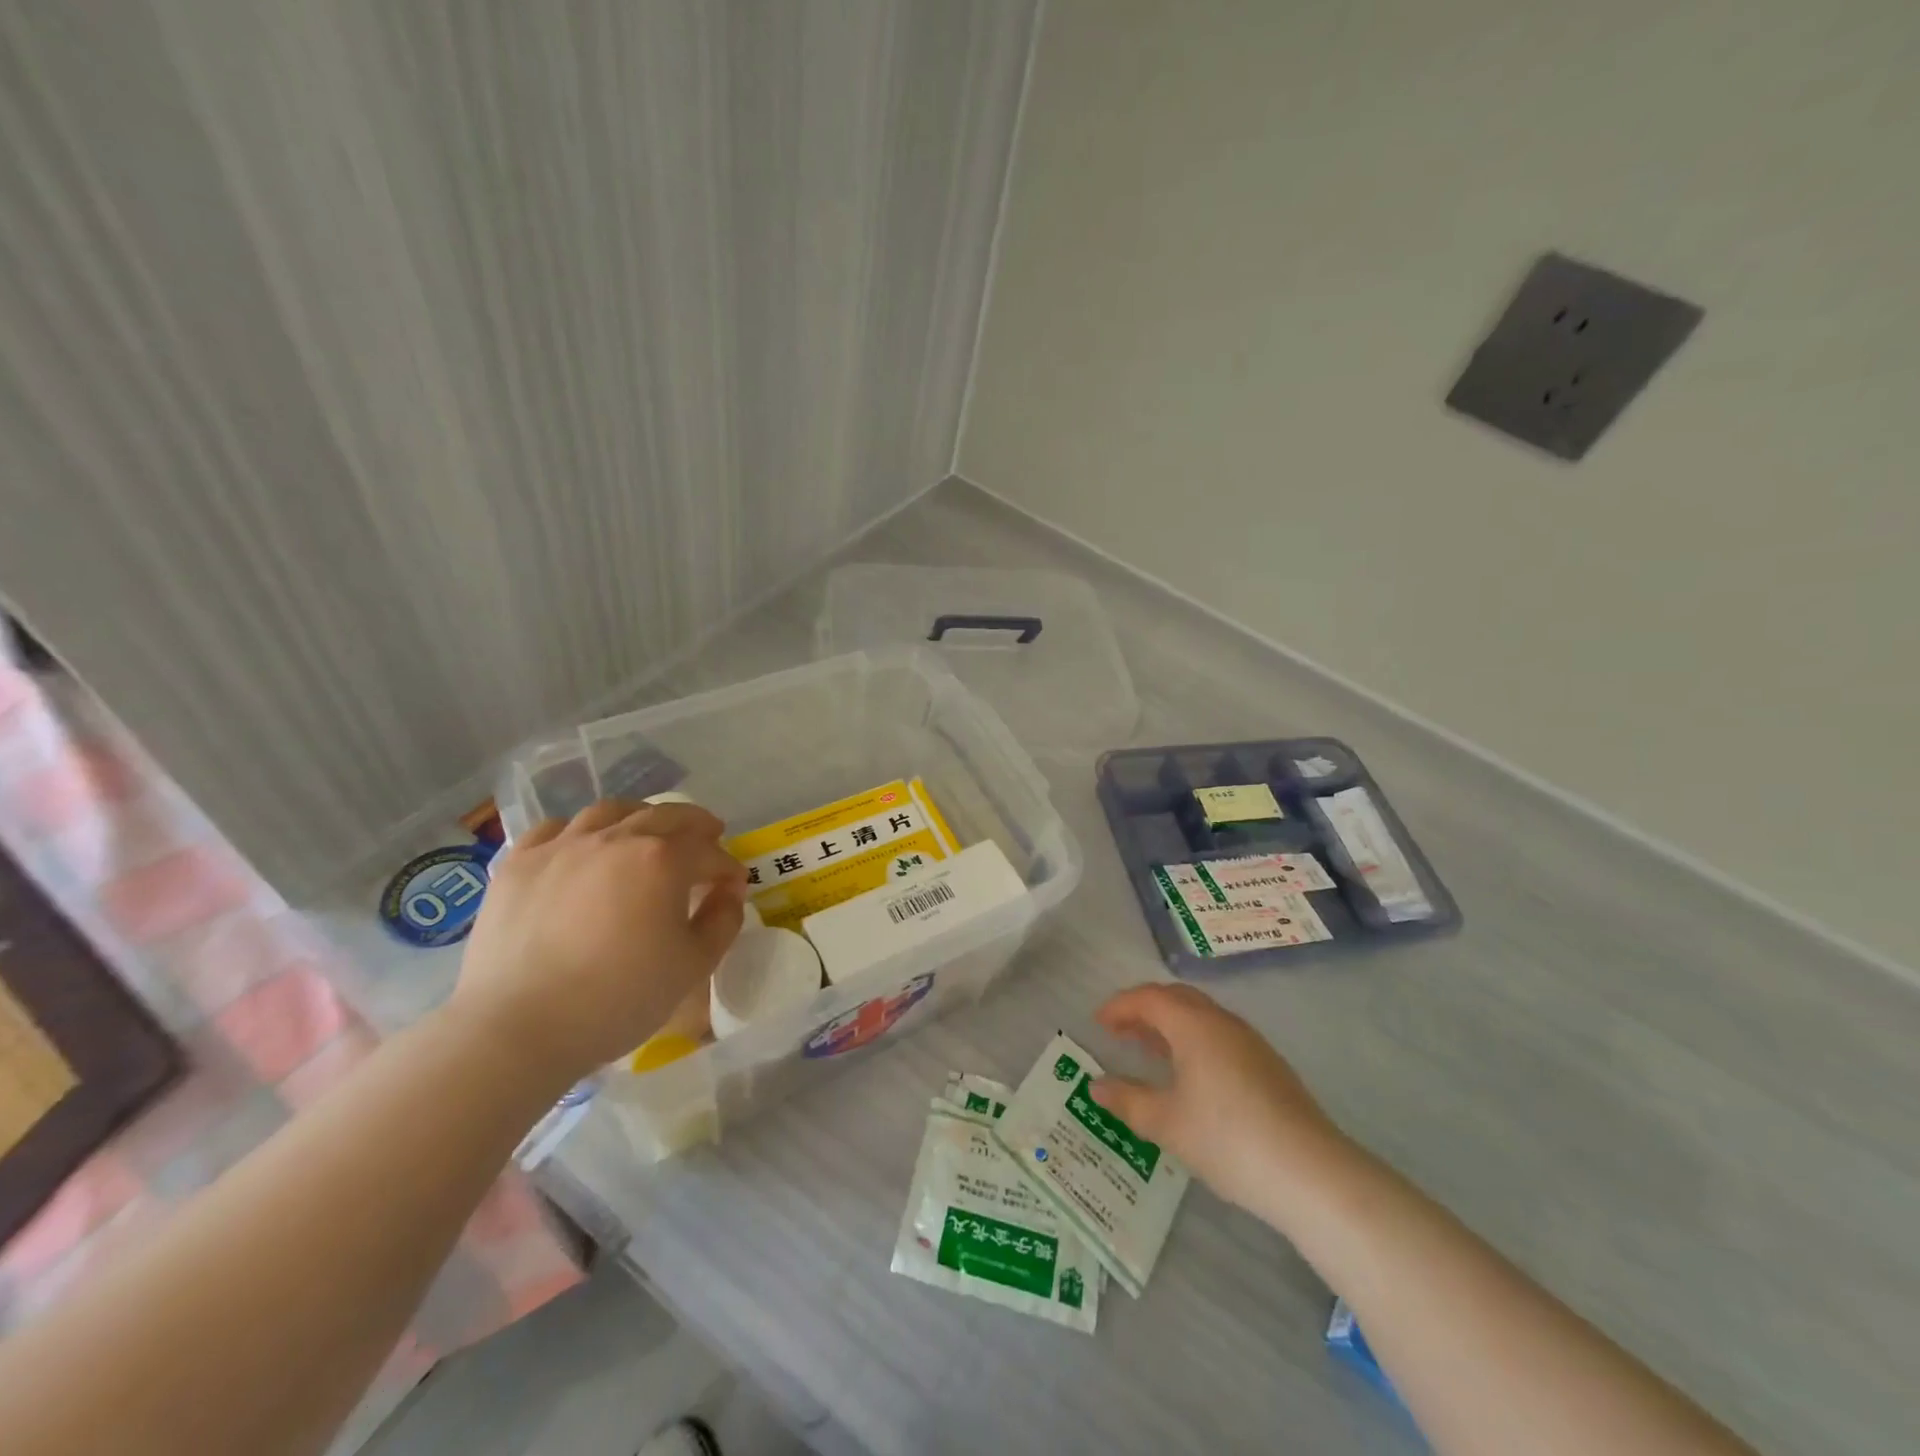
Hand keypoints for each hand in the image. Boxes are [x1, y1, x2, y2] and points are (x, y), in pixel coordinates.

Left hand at [450, 800, 747, 1086]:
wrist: (517, 1029)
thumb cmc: (617, 999)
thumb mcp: (692, 967)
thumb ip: (722, 921)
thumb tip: (728, 893)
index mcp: (663, 860)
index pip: (709, 852)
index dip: (728, 867)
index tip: (733, 886)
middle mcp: (616, 838)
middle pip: (666, 815)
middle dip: (696, 825)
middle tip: (708, 838)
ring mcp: (562, 846)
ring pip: (610, 811)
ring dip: (640, 817)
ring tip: (647, 832)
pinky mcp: (519, 863)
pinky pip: (556, 829)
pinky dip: (580, 832)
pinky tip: (583, 849)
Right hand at [1091, 983, 1350, 1226]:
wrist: (1311, 1173)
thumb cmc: (1228, 1140)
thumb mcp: (1167, 1124)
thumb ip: (1128, 1101)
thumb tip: (1096, 1085)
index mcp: (1194, 1025)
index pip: (1149, 998)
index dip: (1120, 1006)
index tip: (1098, 1023)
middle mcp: (1222, 1022)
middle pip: (1177, 999)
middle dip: (1145, 1010)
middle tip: (1120, 1032)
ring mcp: (1251, 1042)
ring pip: (1201, 1017)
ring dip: (1171, 1026)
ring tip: (1149, 1052)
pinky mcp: (1269, 1066)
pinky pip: (1219, 1036)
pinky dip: (1194, 1042)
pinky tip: (1191, 1076)